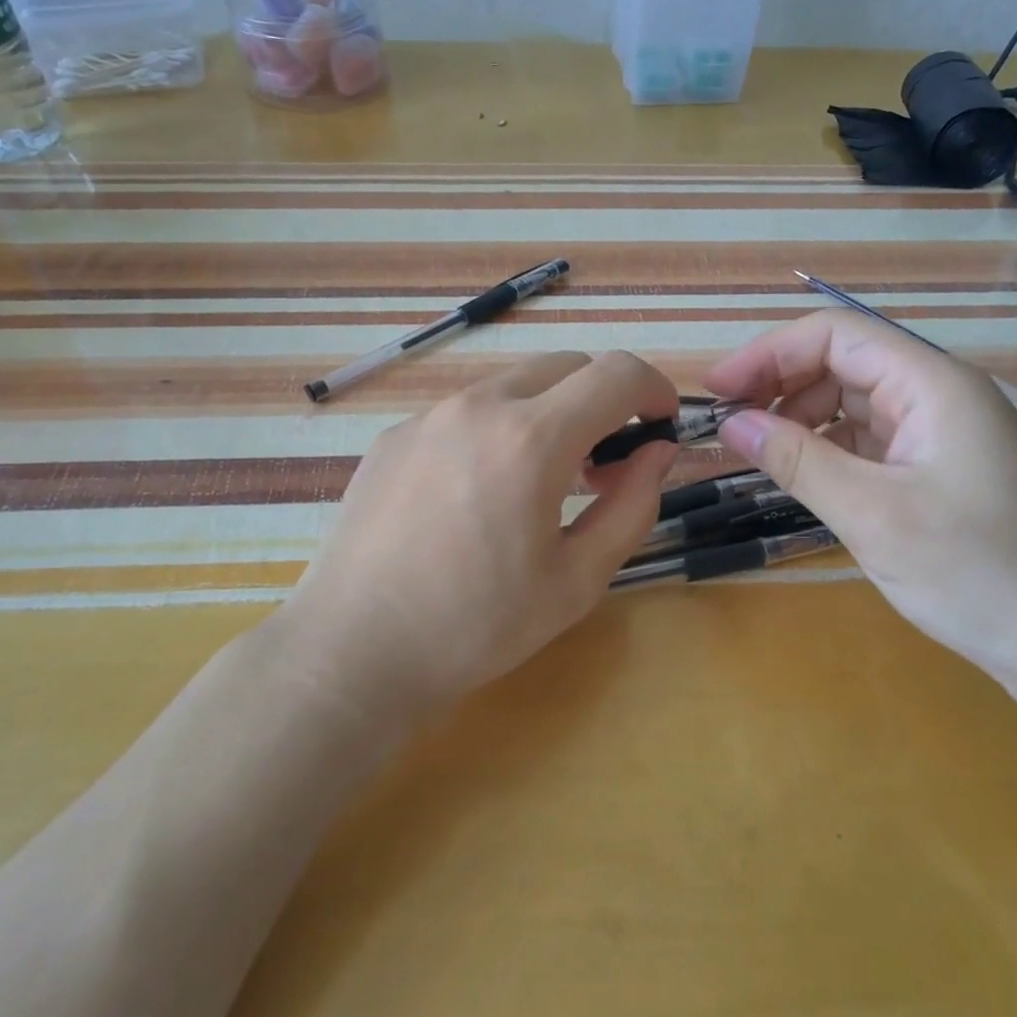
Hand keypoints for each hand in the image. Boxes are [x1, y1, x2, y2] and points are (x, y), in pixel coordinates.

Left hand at [286, 352, 678, 718]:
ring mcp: (428, 416)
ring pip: (513, 385)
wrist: (354, 650)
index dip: (654, 390)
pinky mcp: (394, 436)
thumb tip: (657, 453)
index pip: (615, 373)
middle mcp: (478, 406)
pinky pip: (465, 412)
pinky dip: (498, 430)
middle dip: (603, 400)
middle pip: (566, 366)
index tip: (661, 426)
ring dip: (549, 413)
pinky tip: (480, 494)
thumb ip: (633, 506)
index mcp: (531, 438)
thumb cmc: (477, 626)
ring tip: (543, 480)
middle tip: (605, 464)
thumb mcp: (577, 580)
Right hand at [704, 312, 1016, 674]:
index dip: (769, 353)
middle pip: (843, 363)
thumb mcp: (871, 513)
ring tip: (759, 454)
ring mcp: (940, 433)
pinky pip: (868, 439)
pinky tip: (801, 474)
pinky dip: (826, 448)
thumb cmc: (975, 571)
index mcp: (933, 384)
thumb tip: (729, 423)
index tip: (717, 391)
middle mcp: (938, 395)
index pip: (836, 335)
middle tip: (730, 426)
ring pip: (852, 401)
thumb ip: (796, 460)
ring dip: (800, 418)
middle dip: (780, 384)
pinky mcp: (936, 468)